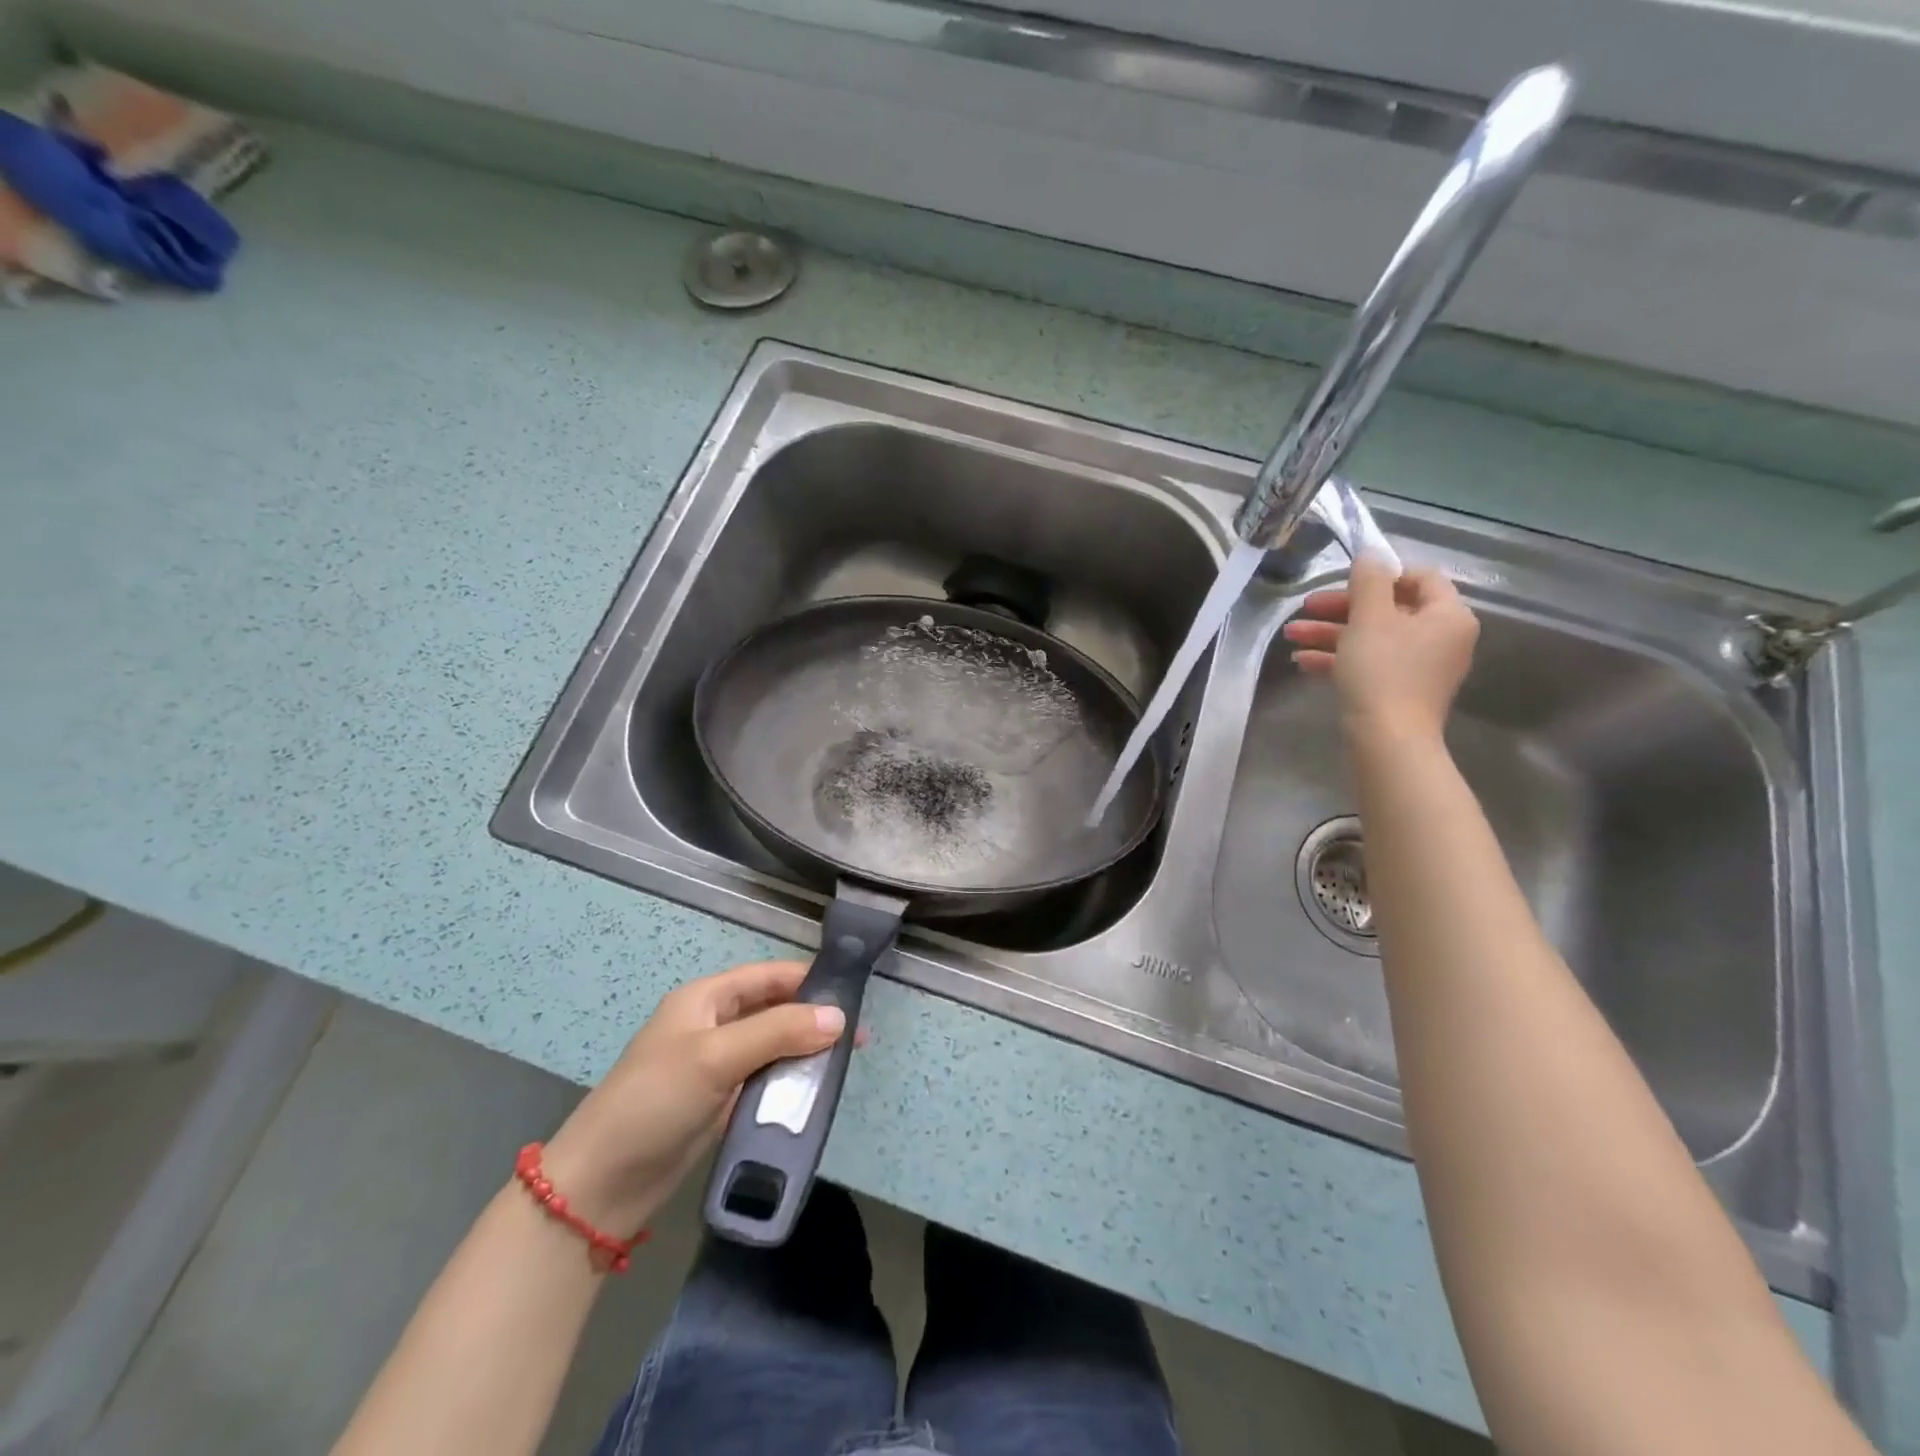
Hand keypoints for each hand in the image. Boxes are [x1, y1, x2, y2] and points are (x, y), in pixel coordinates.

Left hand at [540, 961, 848, 1235]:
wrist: (601, 1184)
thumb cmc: (655, 1101)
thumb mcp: (716, 1057)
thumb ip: (778, 1031)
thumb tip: (838, 1017)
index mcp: (706, 999)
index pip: (768, 976)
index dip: (808, 981)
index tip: (852, 995)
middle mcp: (714, 1024)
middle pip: (774, 1010)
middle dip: (813, 1019)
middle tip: (856, 1036)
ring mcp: (717, 1065)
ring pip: (773, 1046)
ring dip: (805, 1052)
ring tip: (844, 1063)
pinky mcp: (720, 1101)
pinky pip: (765, 1080)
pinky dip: (790, 1081)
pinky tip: (815, 1091)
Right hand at [1280, 553, 1478, 743]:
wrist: (1387, 740)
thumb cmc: (1382, 671)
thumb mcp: (1369, 617)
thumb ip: (1369, 580)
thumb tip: (1372, 552)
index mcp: (1446, 615)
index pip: (1419, 578)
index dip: (1380, 575)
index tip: (1343, 582)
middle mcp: (1441, 639)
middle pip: (1389, 610)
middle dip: (1341, 608)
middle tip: (1305, 608)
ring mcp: (1421, 668)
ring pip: (1373, 638)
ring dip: (1331, 634)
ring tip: (1292, 636)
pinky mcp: (1399, 692)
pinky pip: (1370, 664)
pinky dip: (1339, 659)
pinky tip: (1303, 662)